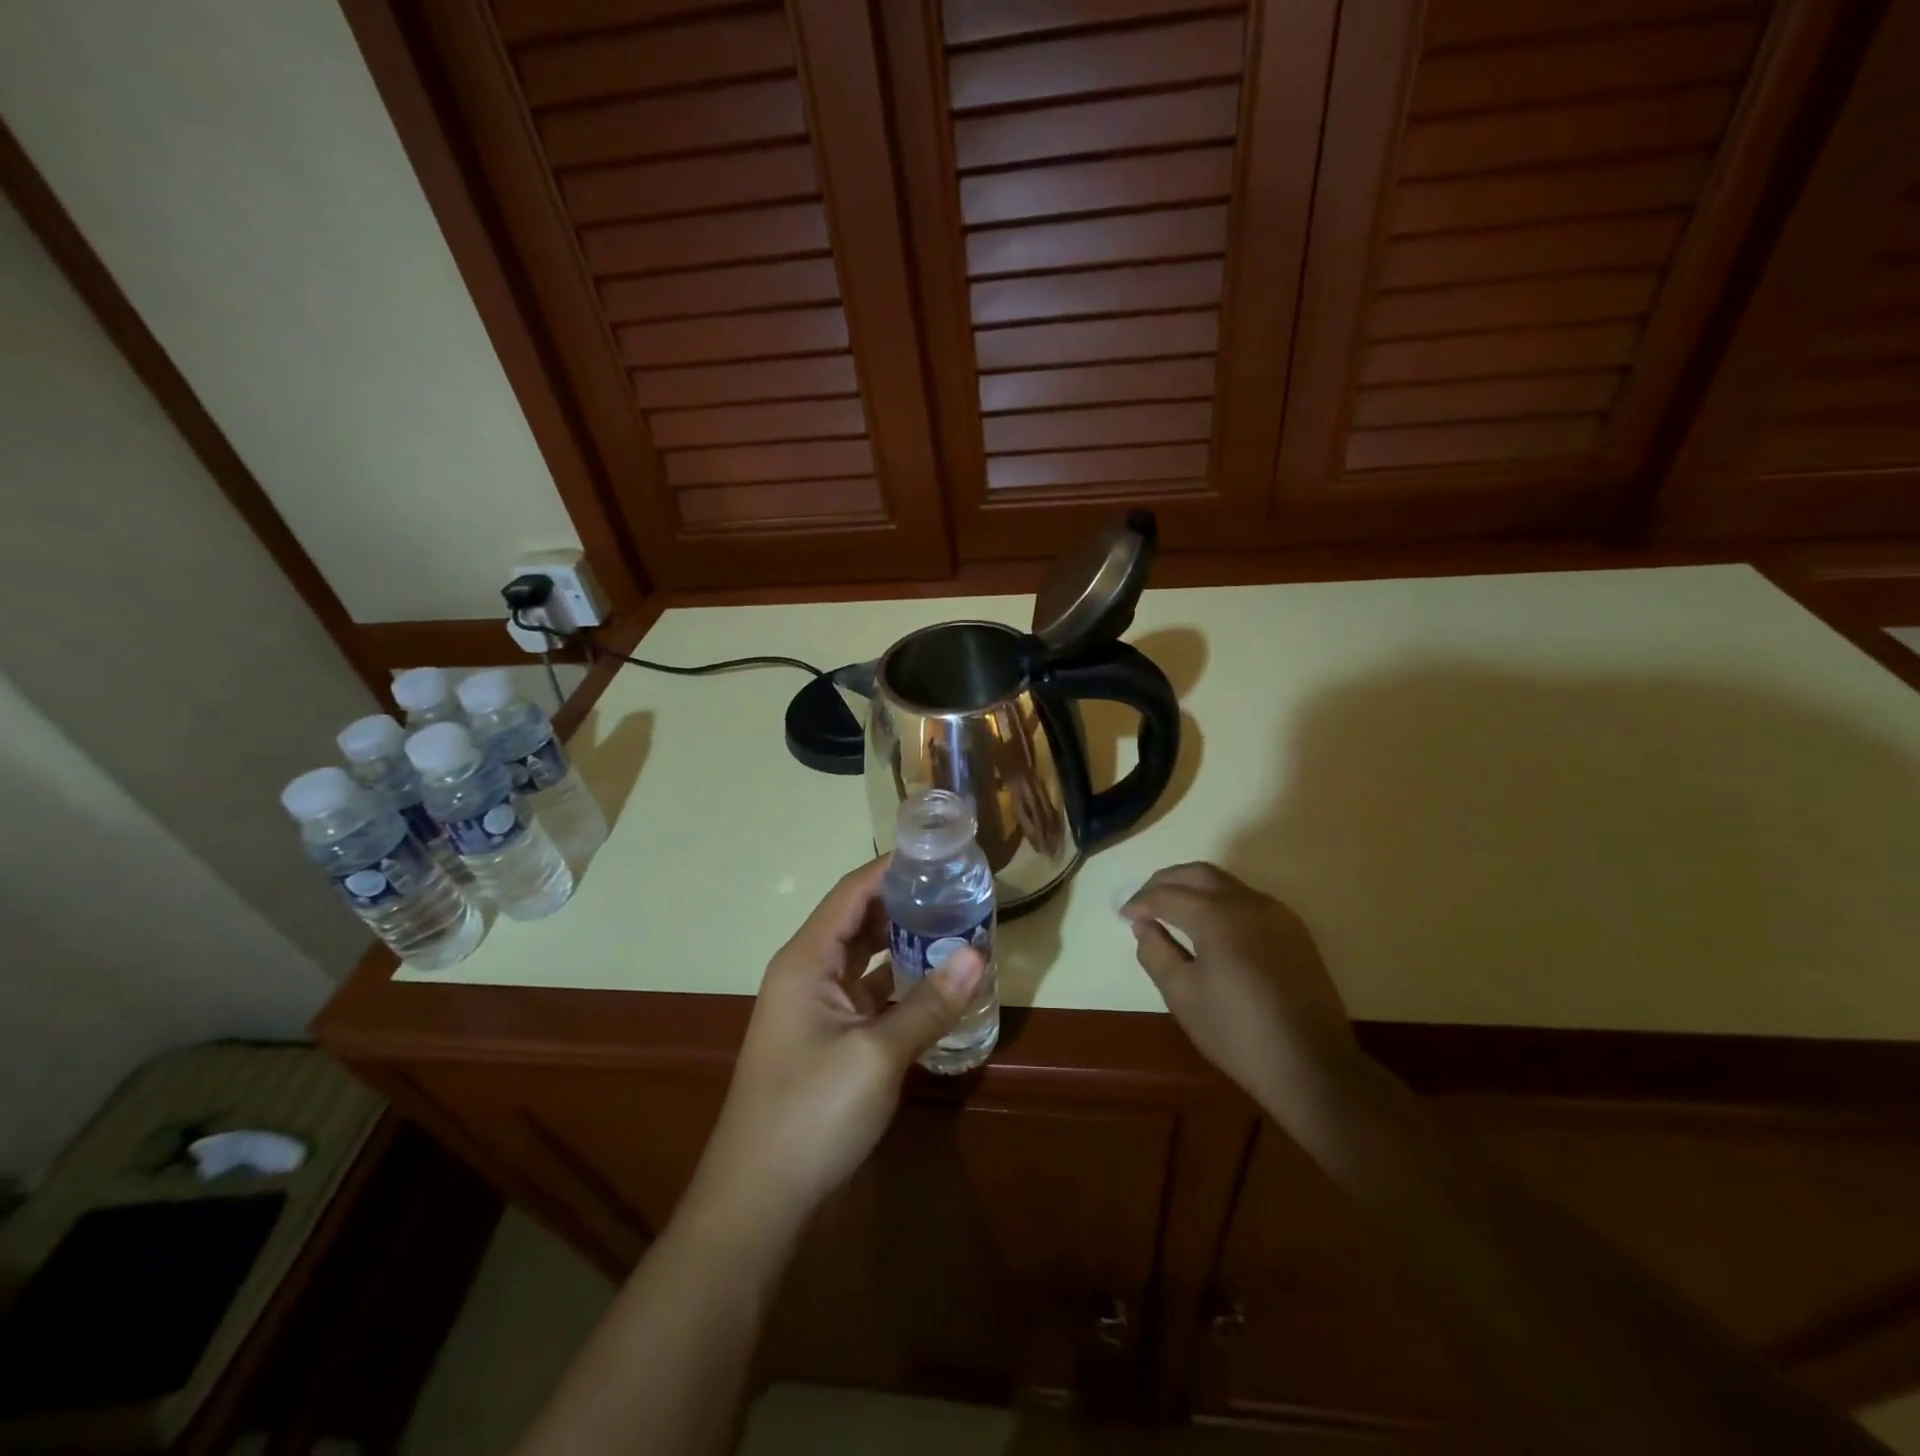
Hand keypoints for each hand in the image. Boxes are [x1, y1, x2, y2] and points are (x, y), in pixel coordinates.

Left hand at [690, 857, 984, 1235]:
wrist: (759, 1202)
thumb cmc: (810, 1114)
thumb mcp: (877, 1055)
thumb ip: (929, 1003)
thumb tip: (977, 953)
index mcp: (806, 960)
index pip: (852, 893)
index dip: (892, 868)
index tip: (939, 853)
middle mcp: (808, 974)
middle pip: (860, 921)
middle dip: (906, 904)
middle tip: (960, 891)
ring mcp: (818, 1009)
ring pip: (866, 959)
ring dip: (905, 945)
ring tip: (958, 929)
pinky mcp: (830, 1040)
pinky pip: (869, 995)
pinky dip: (901, 986)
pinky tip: (939, 986)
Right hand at [1122, 862, 1358, 1113]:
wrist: (1313, 1066)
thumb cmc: (1238, 1033)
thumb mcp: (1183, 995)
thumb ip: (1156, 952)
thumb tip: (1144, 926)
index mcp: (1217, 916)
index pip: (1167, 895)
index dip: (1141, 902)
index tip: (1124, 916)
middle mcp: (1248, 902)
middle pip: (1198, 874)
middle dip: (1165, 882)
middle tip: (1143, 901)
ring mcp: (1277, 914)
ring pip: (1225, 883)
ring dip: (1193, 888)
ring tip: (1171, 910)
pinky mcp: (1294, 931)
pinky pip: (1247, 900)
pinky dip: (1220, 901)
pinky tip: (1210, 926)